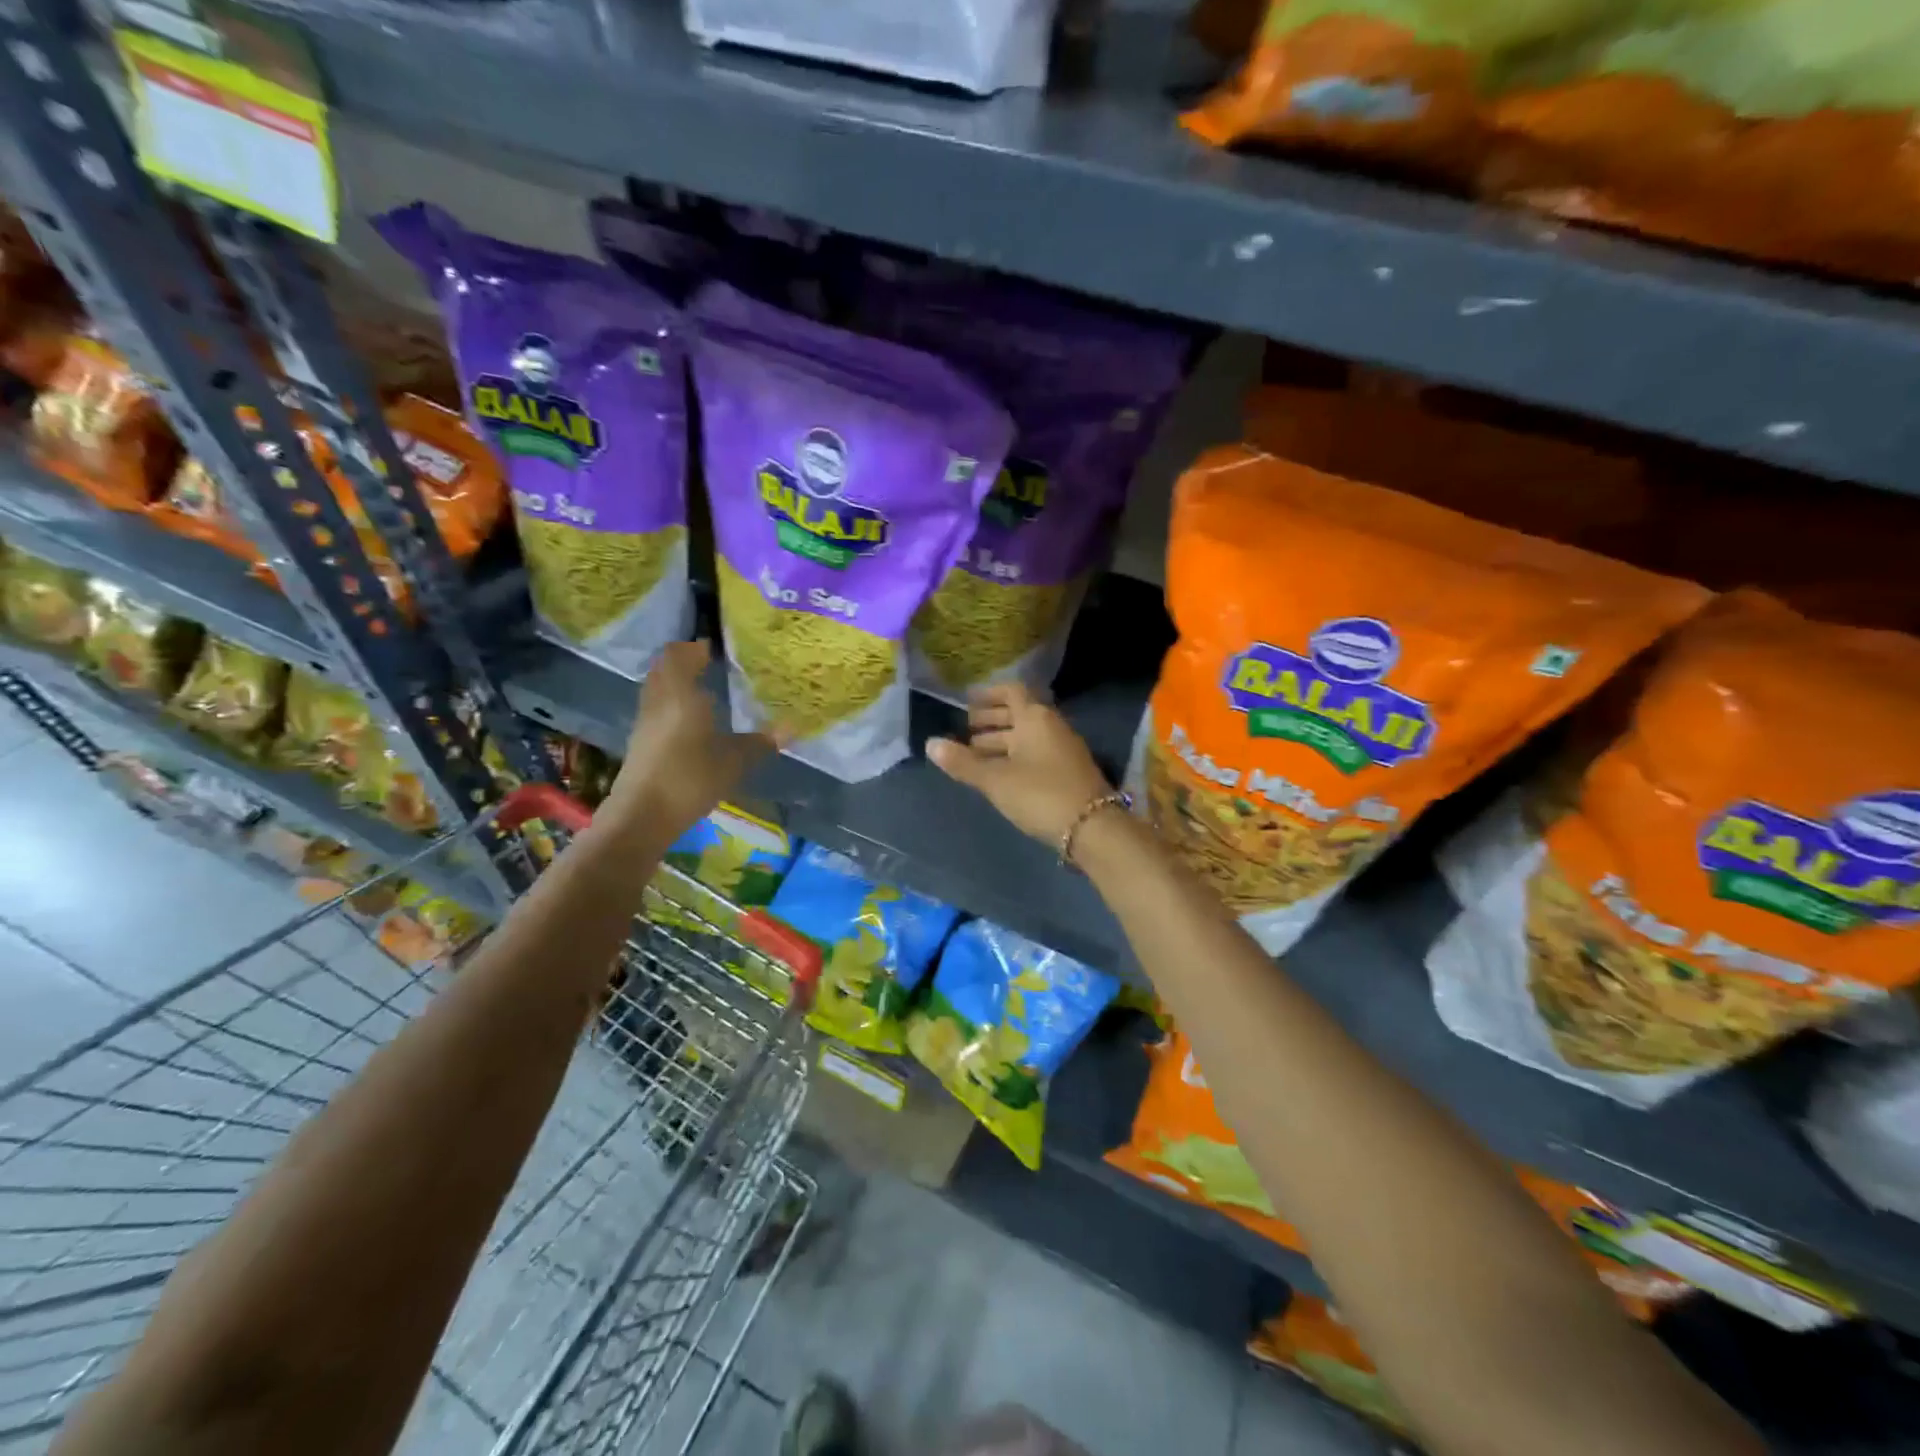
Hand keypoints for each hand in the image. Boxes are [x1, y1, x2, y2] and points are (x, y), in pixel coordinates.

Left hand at [606, 640, 773, 838]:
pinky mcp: (640, 741)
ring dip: (675, 682)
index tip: (714, 648)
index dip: (695, 647)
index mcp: (681, 694)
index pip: (679, 655)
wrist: (642, 816)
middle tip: (710, 664)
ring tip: (703, 690)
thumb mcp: (734, 762)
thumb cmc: (690, 779)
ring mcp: (645, 721)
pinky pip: (655, 708)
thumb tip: (791, 728)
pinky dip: (671, 703)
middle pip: (664, 668)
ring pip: (657, 688)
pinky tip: (690, 721)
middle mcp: (659, 700)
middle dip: (684, 662)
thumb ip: (760, 742)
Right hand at [926, 684, 1112, 844]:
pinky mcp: (1067, 771)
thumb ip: (963, 762)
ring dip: (1000, 741)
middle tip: (964, 729)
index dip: (988, 694)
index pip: (1011, 692)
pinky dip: (1013, 756)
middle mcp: (1051, 726)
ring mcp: (1062, 749)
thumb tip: (930, 743)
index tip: (966, 701)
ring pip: (1026, 736)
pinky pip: (1035, 753)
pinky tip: (998, 773)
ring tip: (973, 753)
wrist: (1092, 828)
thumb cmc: (1040, 794)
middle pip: (1018, 714)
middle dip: (990, 720)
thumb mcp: (995, 779)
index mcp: (1035, 718)